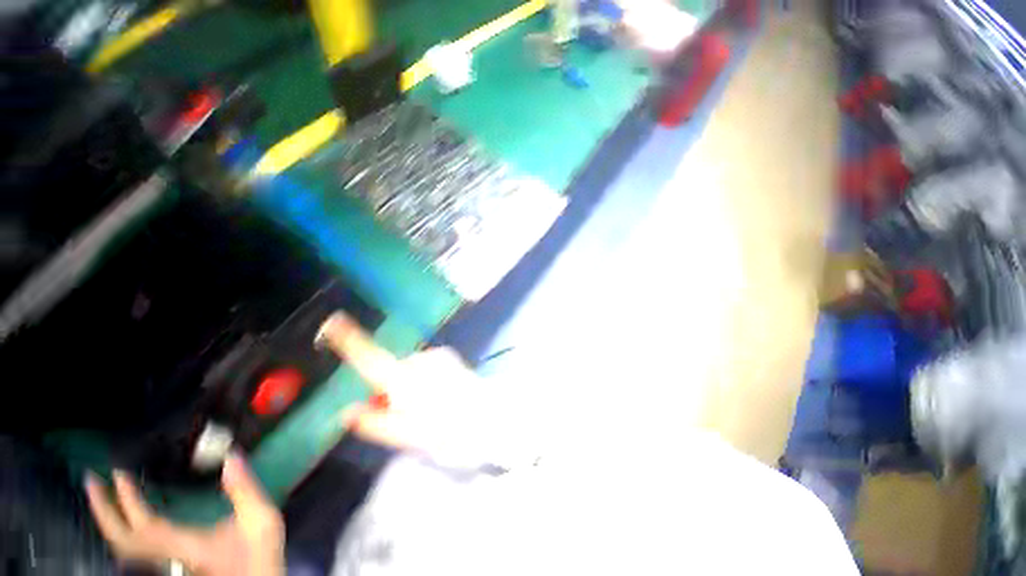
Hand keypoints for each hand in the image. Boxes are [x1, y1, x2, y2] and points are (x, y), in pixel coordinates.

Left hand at [85, 453, 283, 575]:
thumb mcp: (259, 519)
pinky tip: (126, 525)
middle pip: (122, 540)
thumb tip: (230, 457)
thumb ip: (244, 489)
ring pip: (123, 548)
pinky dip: (122, 534)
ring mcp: (165, 564)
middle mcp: (166, 557)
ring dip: (108, 522)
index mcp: (184, 544)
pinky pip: (133, 552)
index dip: (127, 498)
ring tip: (102, 499)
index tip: (118, 472)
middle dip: (102, 510)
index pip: (144, 523)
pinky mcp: (169, 566)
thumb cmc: (257, 553)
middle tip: (91, 481)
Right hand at [316, 312, 484, 459]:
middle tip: (401, 415)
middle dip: (387, 390)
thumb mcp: (409, 435)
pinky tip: (436, 397)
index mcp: (407, 381)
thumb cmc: (450, 429)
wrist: (492, 417)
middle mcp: (421, 361)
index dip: (350, 340)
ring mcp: (437, 356)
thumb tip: (347, 413)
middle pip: (389, 371)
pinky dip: (420, 381)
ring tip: (424, 409)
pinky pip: (422, 368)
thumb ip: (376, 423)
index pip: (370, 358)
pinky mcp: (446, 357)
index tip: (334, 321)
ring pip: (407, 371)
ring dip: (405, 387)